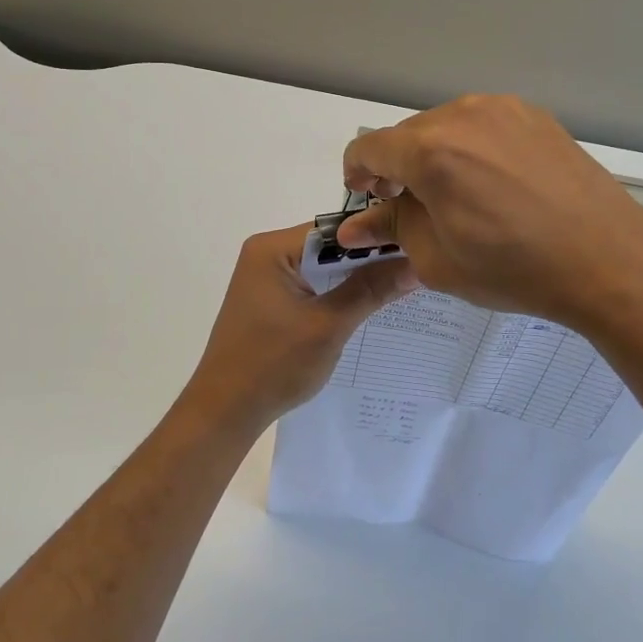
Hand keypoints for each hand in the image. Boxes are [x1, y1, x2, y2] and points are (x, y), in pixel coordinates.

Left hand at [181, 224, 417, 428]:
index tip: (417, 247)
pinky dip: (337, 295)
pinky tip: (369, 305)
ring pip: (323, 269)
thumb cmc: (273, 365)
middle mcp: (266, 254)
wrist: (225, 411)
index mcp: (272, 249)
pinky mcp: (270, 301)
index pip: (336, 230)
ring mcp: (266, 278)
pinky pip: (312, 287)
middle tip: (417, 267)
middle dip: (369, 260)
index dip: (376, 239)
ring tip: (402, 284)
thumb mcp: (328, 326)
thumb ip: (371, 291)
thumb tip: (415, 264)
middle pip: (330, 247)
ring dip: (355, 279)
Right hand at [338, 95, 642, 334]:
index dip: (356, 173)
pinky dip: (471, 148)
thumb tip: (356, 224)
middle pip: (407, 134)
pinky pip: (483, 126)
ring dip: (434, 156)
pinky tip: (493, 185)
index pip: (368, 147)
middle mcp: (464, 116)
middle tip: (411, 207)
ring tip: (455, 197)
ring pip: (445, 126)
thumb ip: (391, 229)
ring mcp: (505, 110)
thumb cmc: (515, 269)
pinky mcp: (535, 116)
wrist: (609, 260)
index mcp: (431, 151)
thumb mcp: (438, 260)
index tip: (367, 197)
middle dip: (397, 167)